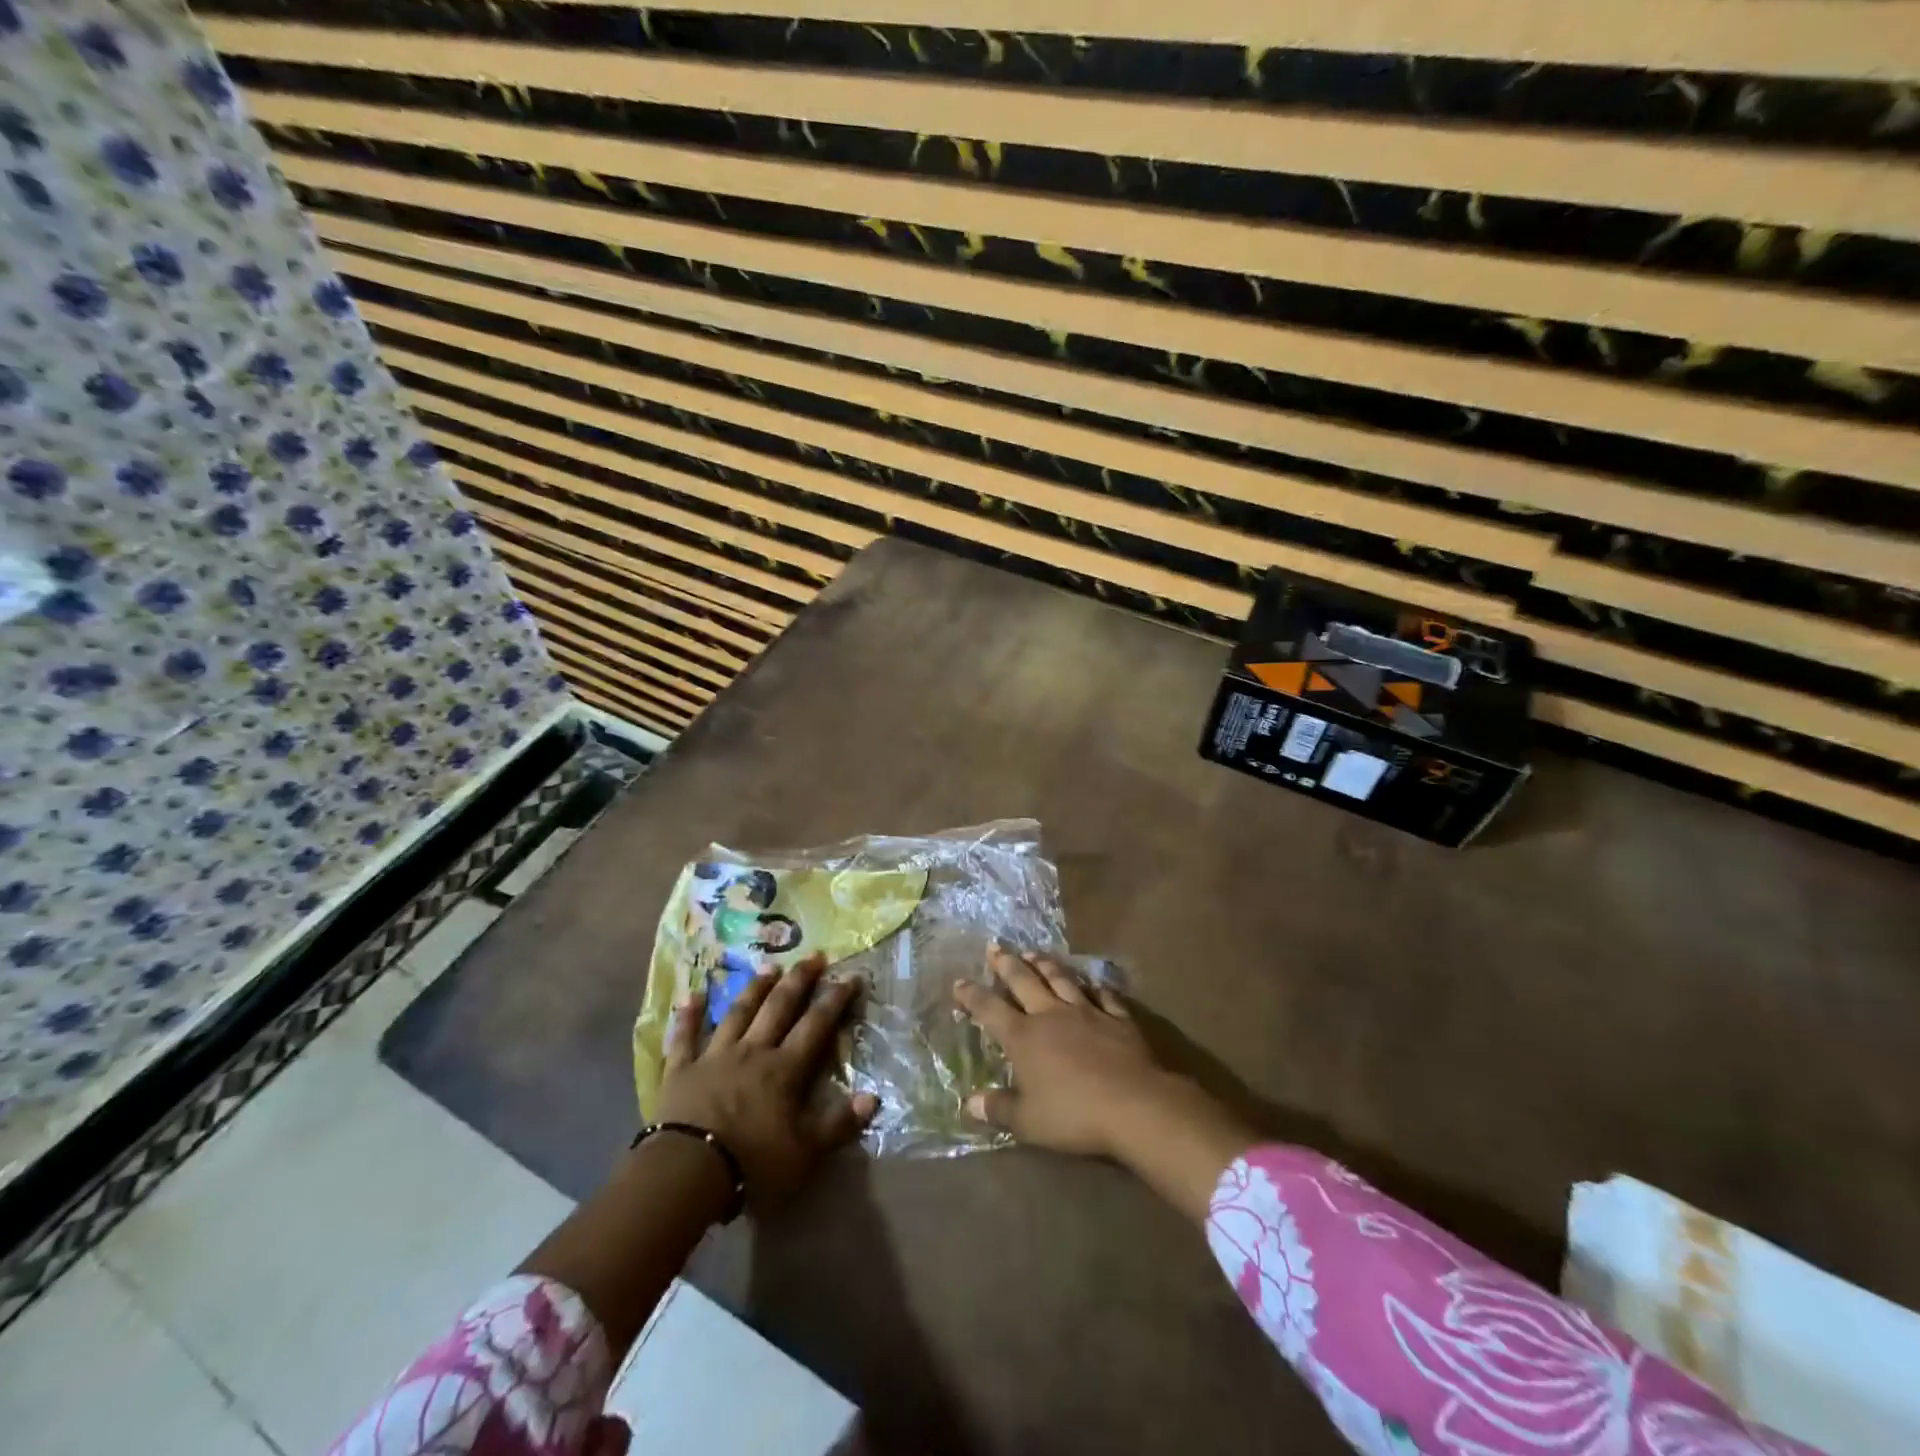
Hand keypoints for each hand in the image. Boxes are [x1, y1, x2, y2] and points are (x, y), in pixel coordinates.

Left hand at [657, 953, 877, 1211]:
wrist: (687, 1171)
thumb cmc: (752, 1163)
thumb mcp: (805, 1153)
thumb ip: (839, 1124)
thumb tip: (873, 1096)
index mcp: (784, 1069)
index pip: (816, 1025)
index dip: (835, 1000)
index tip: (851, 976)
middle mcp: (753, 1051)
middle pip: (779, 1008)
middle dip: (799, 981)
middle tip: (813, 956)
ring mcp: (715, 1056)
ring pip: (738, 1013)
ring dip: (754, 989)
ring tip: (769, 967)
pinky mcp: (682, 1070)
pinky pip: (685, 1037)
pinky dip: (688, 1016)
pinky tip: (692, 995)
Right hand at [951, 946, 1161, 1158]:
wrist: (1134, 1105)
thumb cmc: (1074, 1115)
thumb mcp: (1028, 1122)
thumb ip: (998, 1108)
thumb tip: (969, 1103)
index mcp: (1024, 1037)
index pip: (990, 1009)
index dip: (972, 995)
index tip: (959, 982)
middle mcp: (1051, 1015)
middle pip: (1024, 981)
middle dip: (1006, 963)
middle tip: (995, 947)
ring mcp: (1087, 1012)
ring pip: (1061, 979)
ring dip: (1045, 964)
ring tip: (1033, 952)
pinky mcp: (1118, 1018)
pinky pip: (1103, 995)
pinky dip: (1095, 987)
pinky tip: (1092, 983)